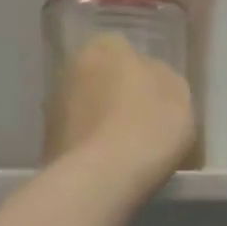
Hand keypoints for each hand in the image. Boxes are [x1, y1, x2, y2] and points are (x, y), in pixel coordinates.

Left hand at [44, 35, 194, 196]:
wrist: (102, 177)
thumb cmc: (150, 127)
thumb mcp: (180, 97)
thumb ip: (164, 78)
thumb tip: (151, 76)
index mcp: (108, 48)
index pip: (124, 48)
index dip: (140, 71)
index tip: (154, 95)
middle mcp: (74, 66)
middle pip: (100, 75)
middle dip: (115, 92)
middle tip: (140, 119)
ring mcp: (55, 103)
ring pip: (85, 104)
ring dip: (100, 117)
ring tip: (124, 145)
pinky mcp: (46, 138)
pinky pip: (77, 133)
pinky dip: (89, 142)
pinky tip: (107, 162)